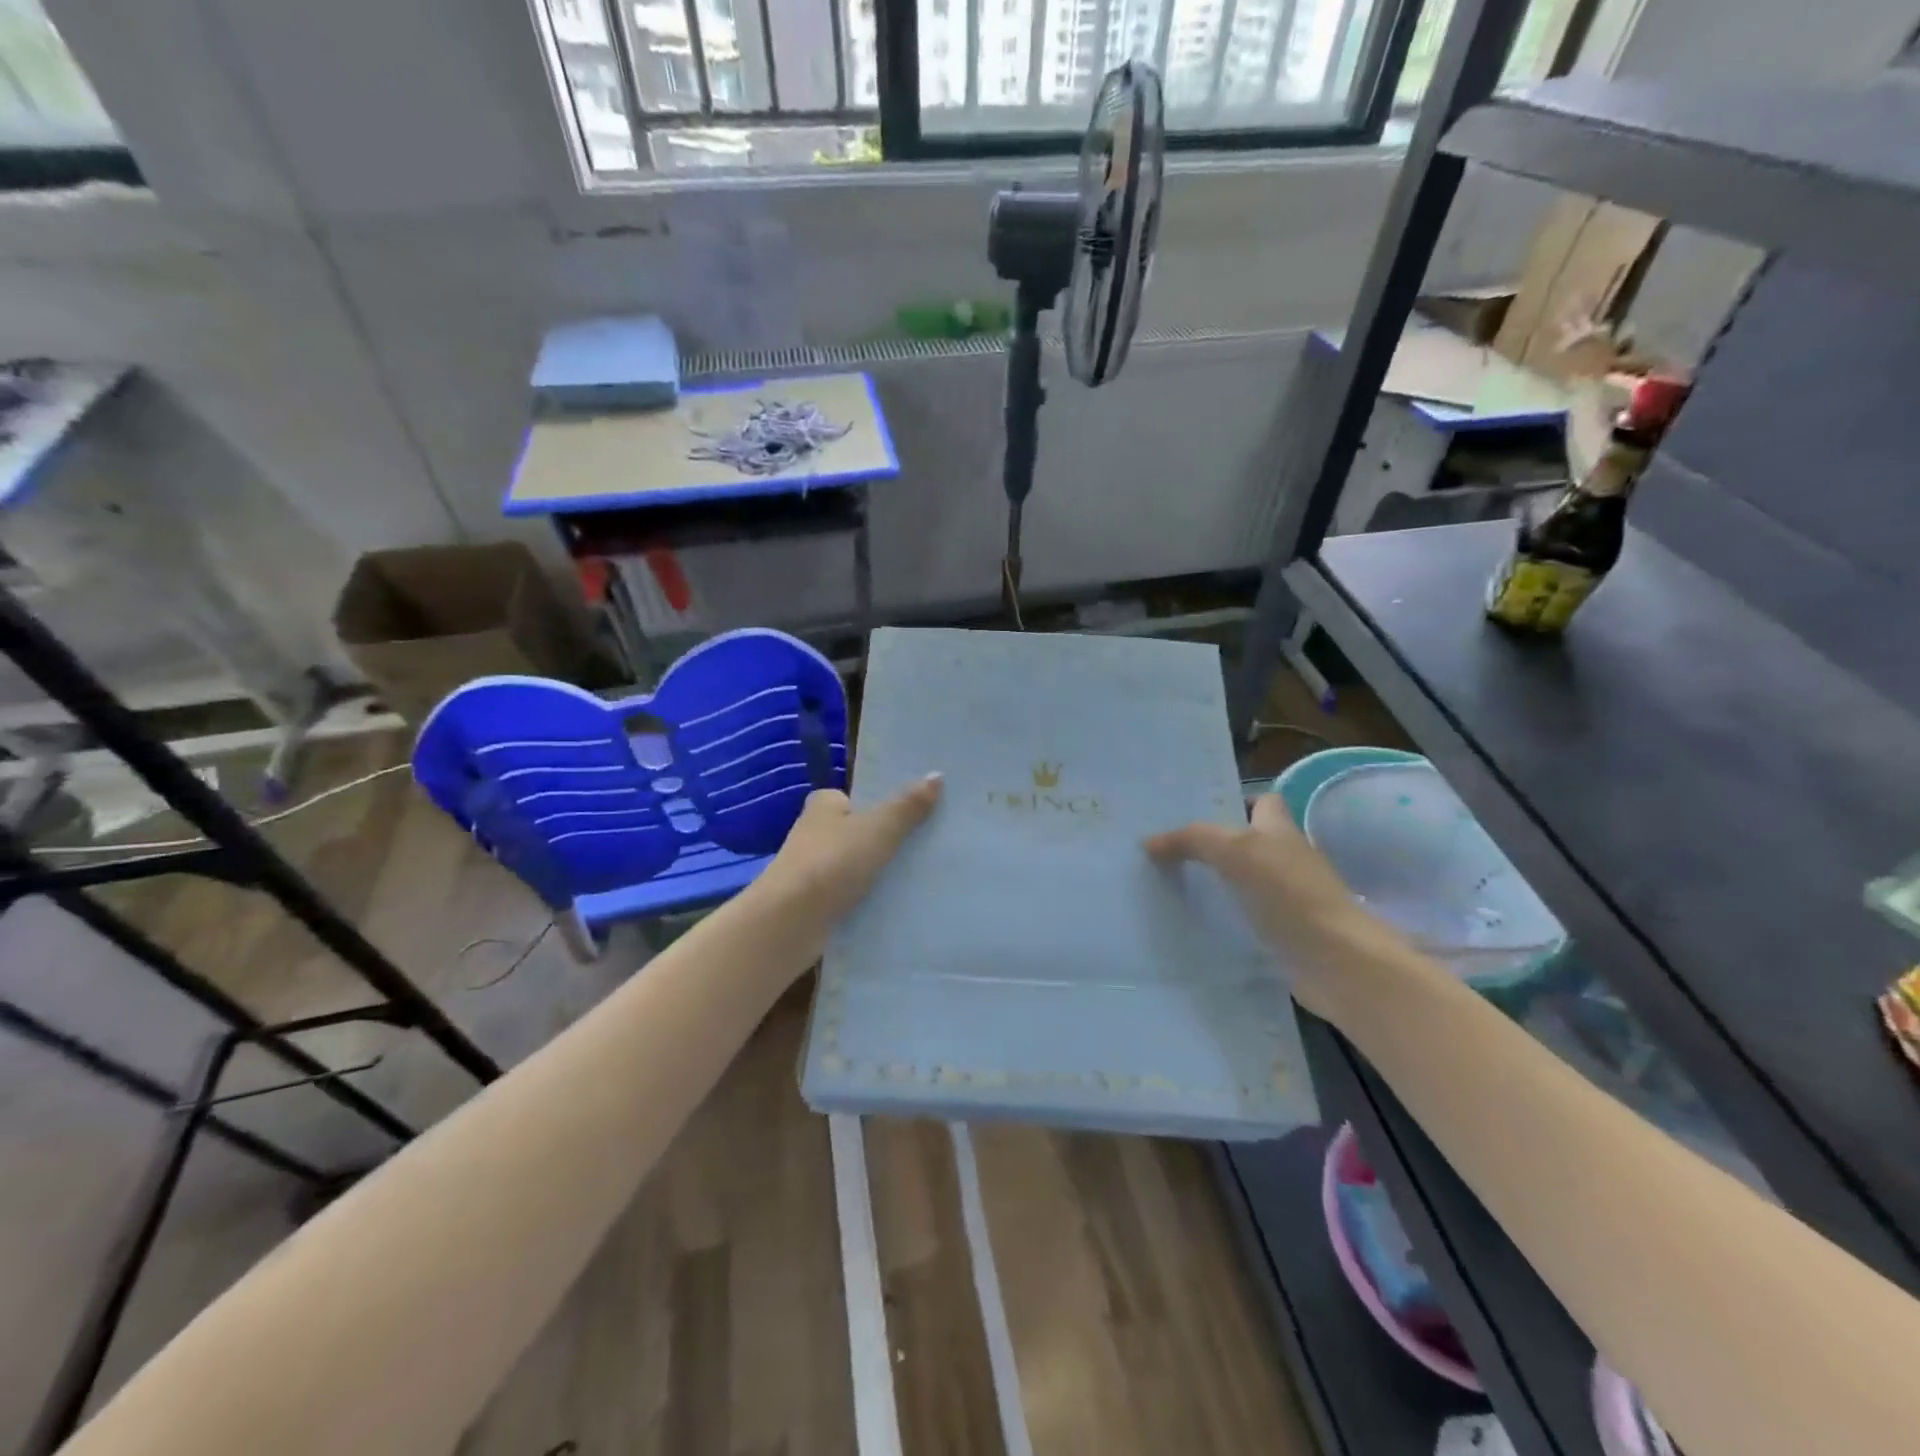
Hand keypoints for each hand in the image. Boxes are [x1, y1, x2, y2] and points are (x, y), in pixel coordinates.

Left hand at [754, 774, 943, 941]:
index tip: (921, 809)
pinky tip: (903, 900)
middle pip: (862, 830)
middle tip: (933, 841)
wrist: (790, 921)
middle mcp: (817, 832)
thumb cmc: (832, 862)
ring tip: (928, 872)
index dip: (886, 802)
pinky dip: (874, 895)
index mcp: (825, 805)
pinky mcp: (819, 901)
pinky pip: (856, 892)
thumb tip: (937, 774)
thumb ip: (907, 806)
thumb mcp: (878, 828)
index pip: (859, 797)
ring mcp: (816, 869)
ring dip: (883, 869)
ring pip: (860, 863)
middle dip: (890, 837)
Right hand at [1145, 793, 1396, 1020]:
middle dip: (1214, 844)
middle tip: (1168, 848)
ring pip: (1246, 880)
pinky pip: (1248, 916)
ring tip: (1170, 883)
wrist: (1336, 960)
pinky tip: (1195, 922)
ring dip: (1217, 883)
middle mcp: (1287, 858)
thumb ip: (1192, 840)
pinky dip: (1226, 918)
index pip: (1262, 801)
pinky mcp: (1285, 933)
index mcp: (1281, 829)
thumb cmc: (1288, 892)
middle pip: (1249, 841)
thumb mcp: (1234, 851)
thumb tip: (1149, 842)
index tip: (1195, 811)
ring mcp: (1289, 898)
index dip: (1235, 800)